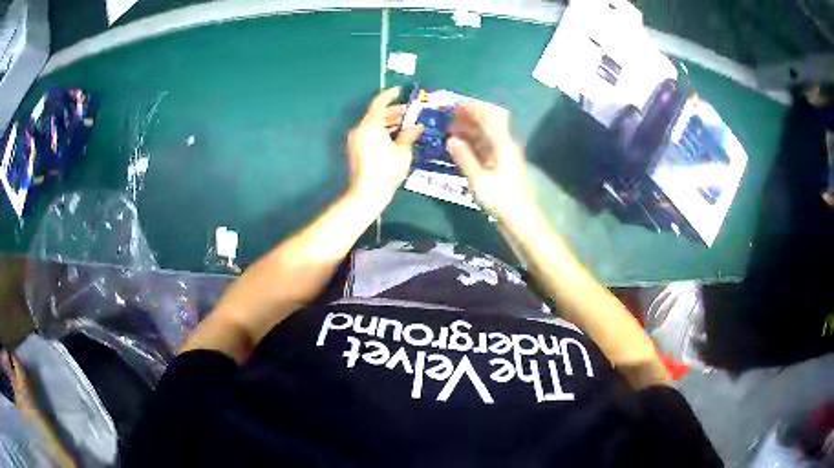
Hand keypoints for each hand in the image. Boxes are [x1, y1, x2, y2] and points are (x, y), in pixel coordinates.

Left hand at [347, 87, 423, 208]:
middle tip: (411, 112)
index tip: (401, 91)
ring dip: (389, 122)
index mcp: (370, 124)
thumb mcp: (402, 151)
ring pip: (374, 125)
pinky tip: (397, 136)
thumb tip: (418, 127)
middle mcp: (360, 128)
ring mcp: (356, 139)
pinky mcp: (356, 150)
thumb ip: (409, 135)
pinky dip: (383, 131)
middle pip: (377, 114)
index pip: (380, 102)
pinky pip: (370, 134)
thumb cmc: (386, 170)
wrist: (367, 193)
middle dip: (394, 111)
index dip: (391, 95)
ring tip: (407, 124)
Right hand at [446, 100, 535, 221]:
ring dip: (467, 130)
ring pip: (483, 135)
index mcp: (503, 144)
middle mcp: (504, 145)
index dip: (473, 108)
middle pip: (487, 123)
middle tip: (446, 117)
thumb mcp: (479, 180)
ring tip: (447, 129)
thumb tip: (450, 139)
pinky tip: (456, 145)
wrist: (520, 219)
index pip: (489, 116)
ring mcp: (502, 155)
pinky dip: (470, 143)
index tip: (453, 106)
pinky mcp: (498, 165)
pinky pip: (483, 147)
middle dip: (467, 117)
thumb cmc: (502, 200)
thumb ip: (464, 158)